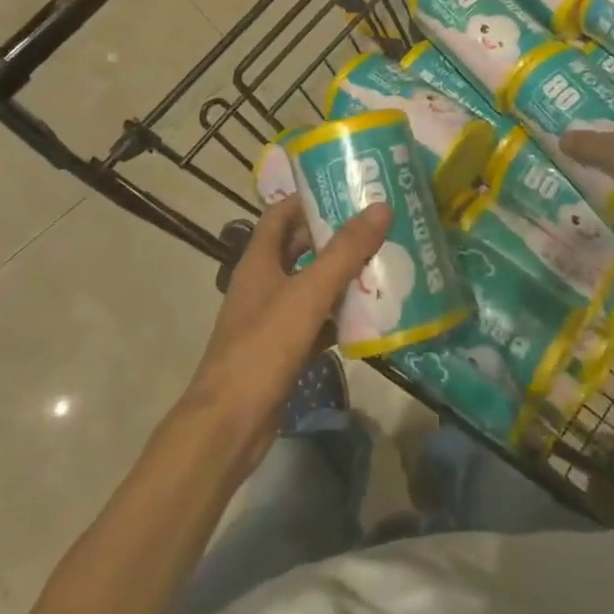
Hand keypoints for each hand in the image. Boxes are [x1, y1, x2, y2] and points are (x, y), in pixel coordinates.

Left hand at [178, 197, 390, 473]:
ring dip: (342, 276)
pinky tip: (370, 315)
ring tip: (384, 262)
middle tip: (378, 224)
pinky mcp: (283, 349)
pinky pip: (316, 322)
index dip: (310, 197)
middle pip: (300, 247)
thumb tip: (380, 207)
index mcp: (259, 260)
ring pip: (311, 285)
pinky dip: (339, 316)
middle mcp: (263, 283)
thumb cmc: (263, 348)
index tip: (349, 188)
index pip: (282, 213)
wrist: (229, 425)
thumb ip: (344, 252)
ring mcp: (271, 318)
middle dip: (335, 235)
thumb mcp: (307, 294)